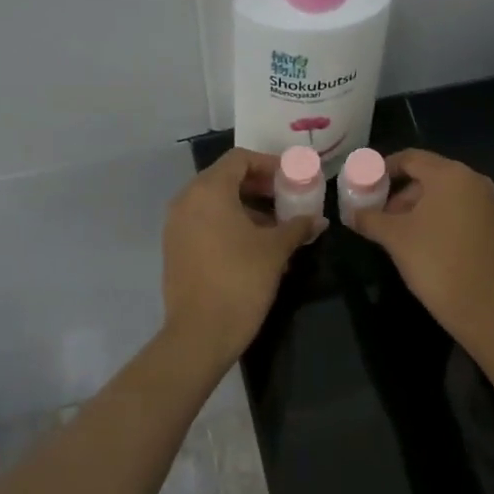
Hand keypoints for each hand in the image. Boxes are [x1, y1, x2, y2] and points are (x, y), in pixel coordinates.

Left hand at [161, 148, 323, 369]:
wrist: (200, 334)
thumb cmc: (240, 280)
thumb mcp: (275, 250)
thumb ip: (297, 226)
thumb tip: (318, 220)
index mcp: (208, 191)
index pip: (240, 159)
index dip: (269, 164)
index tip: (293, 179)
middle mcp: (186, 200)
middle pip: (226, 178)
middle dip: (260, 187)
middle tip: (288, 200)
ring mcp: (176, 225)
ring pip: (215, 202)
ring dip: (247, 207)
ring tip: (277, 227)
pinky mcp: (175, 248)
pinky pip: (205, 222)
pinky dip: (230, 224)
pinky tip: (255, 246)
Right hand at [348, 149, 493, 334]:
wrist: (482, 304)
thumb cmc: (433, 261)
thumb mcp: (394, 237)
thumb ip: (369, 218)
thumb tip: (352, 214)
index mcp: (450, 175)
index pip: (411, 158)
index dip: (385, 168)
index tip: (368, 184)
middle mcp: (475, 181)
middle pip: (431, 176)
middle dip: (403, 193)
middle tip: (383, 215)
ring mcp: (491, 204)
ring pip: (448, 196)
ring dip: (422, 208)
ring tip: (403, 233)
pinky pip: (465, 213)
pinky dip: (444, 220)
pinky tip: (430, 246)